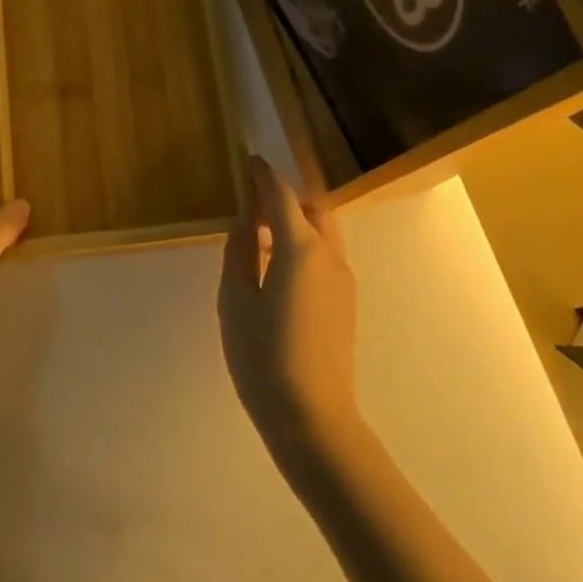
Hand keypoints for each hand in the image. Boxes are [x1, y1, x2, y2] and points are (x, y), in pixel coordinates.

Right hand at [218, 156, 360, 462]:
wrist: (312, 420)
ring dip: (295, 220)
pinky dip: (303, 243)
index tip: (249, 161)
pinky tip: (279, 267)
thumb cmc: (262, 357)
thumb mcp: (235, 300)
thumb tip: (244, 219)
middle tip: (252, 201)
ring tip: (261, 233)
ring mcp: (344, 278)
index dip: (263, 176)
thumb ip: (240, 250)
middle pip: (310, 208)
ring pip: (322, 231)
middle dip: (284, 197)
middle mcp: (329, 255)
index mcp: (299, 249)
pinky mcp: (347, 301)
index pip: (281, 196)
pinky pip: (325, 254)